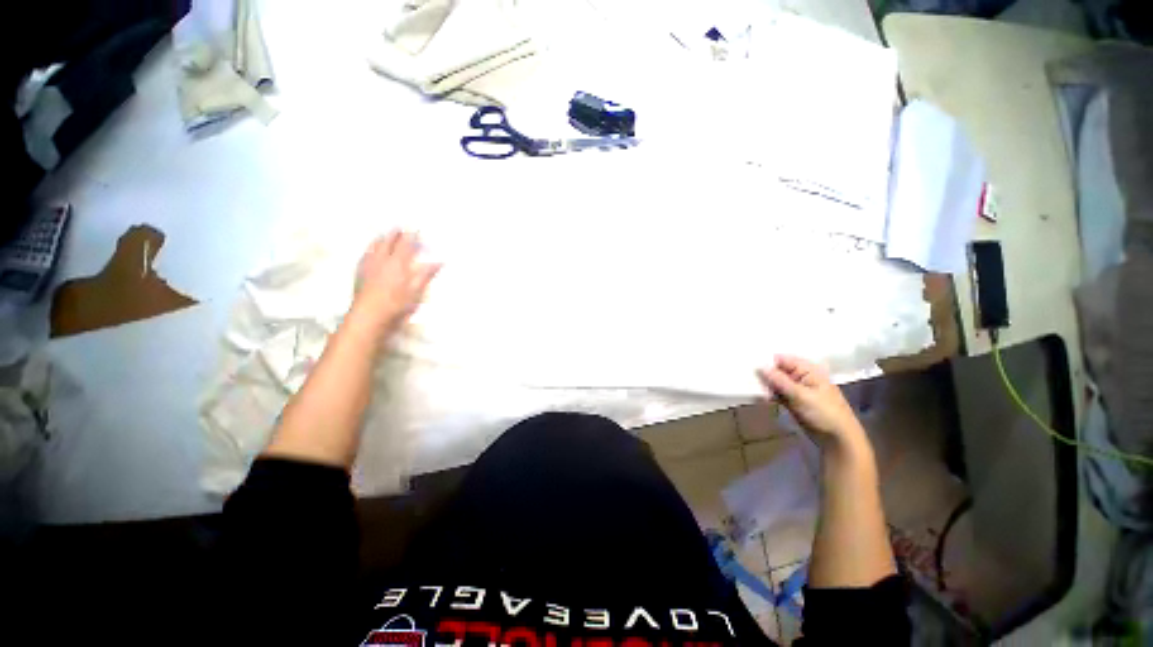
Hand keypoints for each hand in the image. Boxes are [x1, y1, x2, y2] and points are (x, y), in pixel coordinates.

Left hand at [351, 230, 440, 332]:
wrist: (369, 317)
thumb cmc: (396, 305)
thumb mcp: (416, 291)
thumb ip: (426, 274)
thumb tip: (439, 262)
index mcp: (398, 264)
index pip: (406, 244)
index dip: (411, 235)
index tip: (416, 228)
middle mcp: (382, 261)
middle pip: (388, 242)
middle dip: (395, 233)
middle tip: (400, 227)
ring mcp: (368, 266)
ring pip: (374, 247)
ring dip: (381, 239)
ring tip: (384, 234)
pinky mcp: (359, 274)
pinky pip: (365, 255)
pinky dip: (370, 250)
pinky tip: (370, 252)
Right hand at [757, 355, 865, 448]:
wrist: (838, 439)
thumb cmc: (824, 413)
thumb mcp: (801, 395)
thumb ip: (779, 380)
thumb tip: (760, 366)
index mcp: (808, 370)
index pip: (782, 359)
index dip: (766, 360)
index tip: (749, 364)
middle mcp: (801, 377)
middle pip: (777, 370)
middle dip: (764, 373)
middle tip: (746, 376)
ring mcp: (796, 389)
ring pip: (775, 382)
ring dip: (764, 384)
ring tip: (750, 386)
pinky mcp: (792, 401)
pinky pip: (777, 393)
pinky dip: (768, 394)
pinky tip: (758, 395)